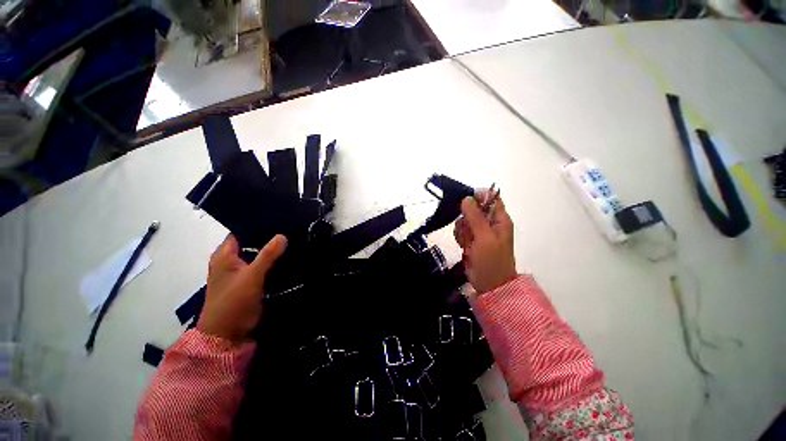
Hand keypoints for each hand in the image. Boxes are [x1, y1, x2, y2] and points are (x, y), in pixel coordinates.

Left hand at [198, 234, 286, 343]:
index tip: (277, 218)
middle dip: (267, 237)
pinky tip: (286, 257)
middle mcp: (230, 261)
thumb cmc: (233, 301)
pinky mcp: (248, 282)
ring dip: (270, 250)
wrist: (228, 333)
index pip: (240, 232)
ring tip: (291, 239)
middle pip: (249, 243)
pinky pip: (261, 266)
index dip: (256, 225)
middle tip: (289, 227)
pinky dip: (271, 262)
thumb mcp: (251, 276)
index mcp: (224, 256)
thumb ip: (267, 255)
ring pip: (256, 255)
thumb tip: (282, 235)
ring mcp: (239, 272)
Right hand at [454, 192, 516, 293]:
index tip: (465, 204)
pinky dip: (460, 237)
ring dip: (462, 229)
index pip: (491, 198)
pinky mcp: (471, 240)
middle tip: (467, 229)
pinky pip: (461, 231)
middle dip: (466, 218)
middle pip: (473, 209)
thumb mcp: (484, 236)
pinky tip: (463, 246)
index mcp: (500, 219)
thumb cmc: (491, 260)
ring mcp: (479, 232)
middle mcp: (490, 223)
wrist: (489, 284)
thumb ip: (475, 216)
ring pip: (464, 220)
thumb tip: (467, 198)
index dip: (478, 197)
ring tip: (467, 241)